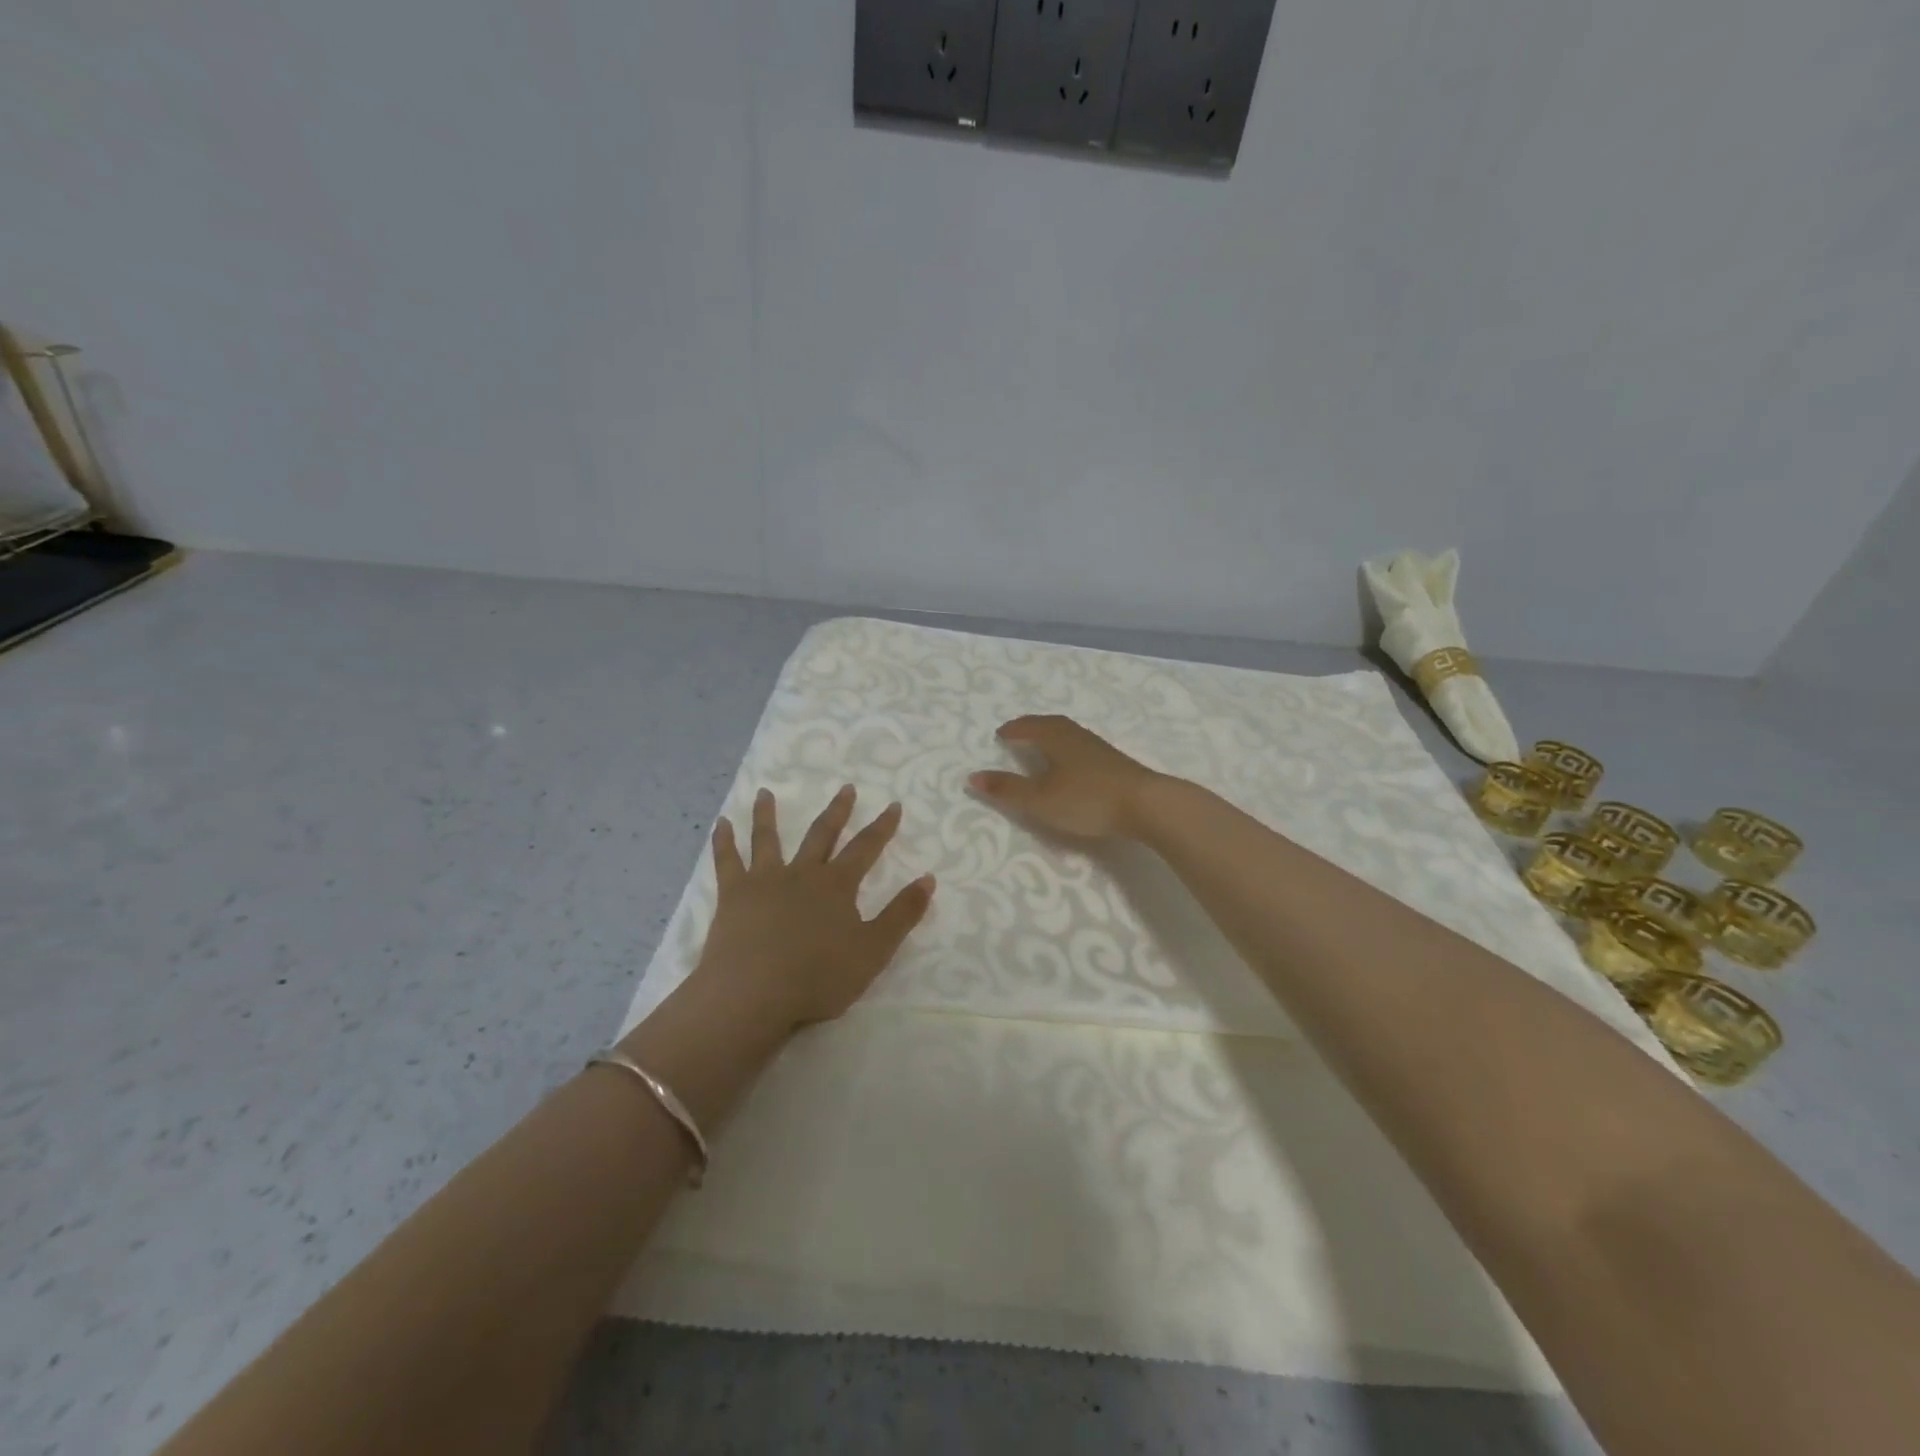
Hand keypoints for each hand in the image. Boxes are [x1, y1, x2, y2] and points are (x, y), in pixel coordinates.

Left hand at [693, 786, 935, 1030]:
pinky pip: (727, 861)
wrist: (754, 993)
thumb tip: (928, 878)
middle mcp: (802, 873)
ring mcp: (764, 881)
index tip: (893, 805)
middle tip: (845, 788)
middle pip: (822, 835)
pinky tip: (720, 824)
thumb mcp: (874, 950)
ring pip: (768, 839)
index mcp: (837, 885)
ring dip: (768, 815)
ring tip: (764, 793)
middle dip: (837, 811)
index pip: (866, 848)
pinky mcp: (733, 895)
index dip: (882, 827)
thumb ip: (902, 914)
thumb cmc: (818, 976)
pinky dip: (723, 841)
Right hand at [969, 715, 1165, 840]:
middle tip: (1018, 733)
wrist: (1146, 804)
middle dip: (1032, 727)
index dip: (1013, 730)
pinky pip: (1082, 747)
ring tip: (1042, 746)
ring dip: (1052, 737)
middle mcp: (1077, 736)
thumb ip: (1007, 789)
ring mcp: (1099, 748)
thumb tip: (972, 776)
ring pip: (1069, 735)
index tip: (1000, 734)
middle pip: (1051, 724)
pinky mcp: (1115, 763)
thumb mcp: (1040, 799)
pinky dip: (1068, 749)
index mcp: (1056, 737)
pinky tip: (1072, 765)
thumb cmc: (1087, 799)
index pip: (1029, 726)